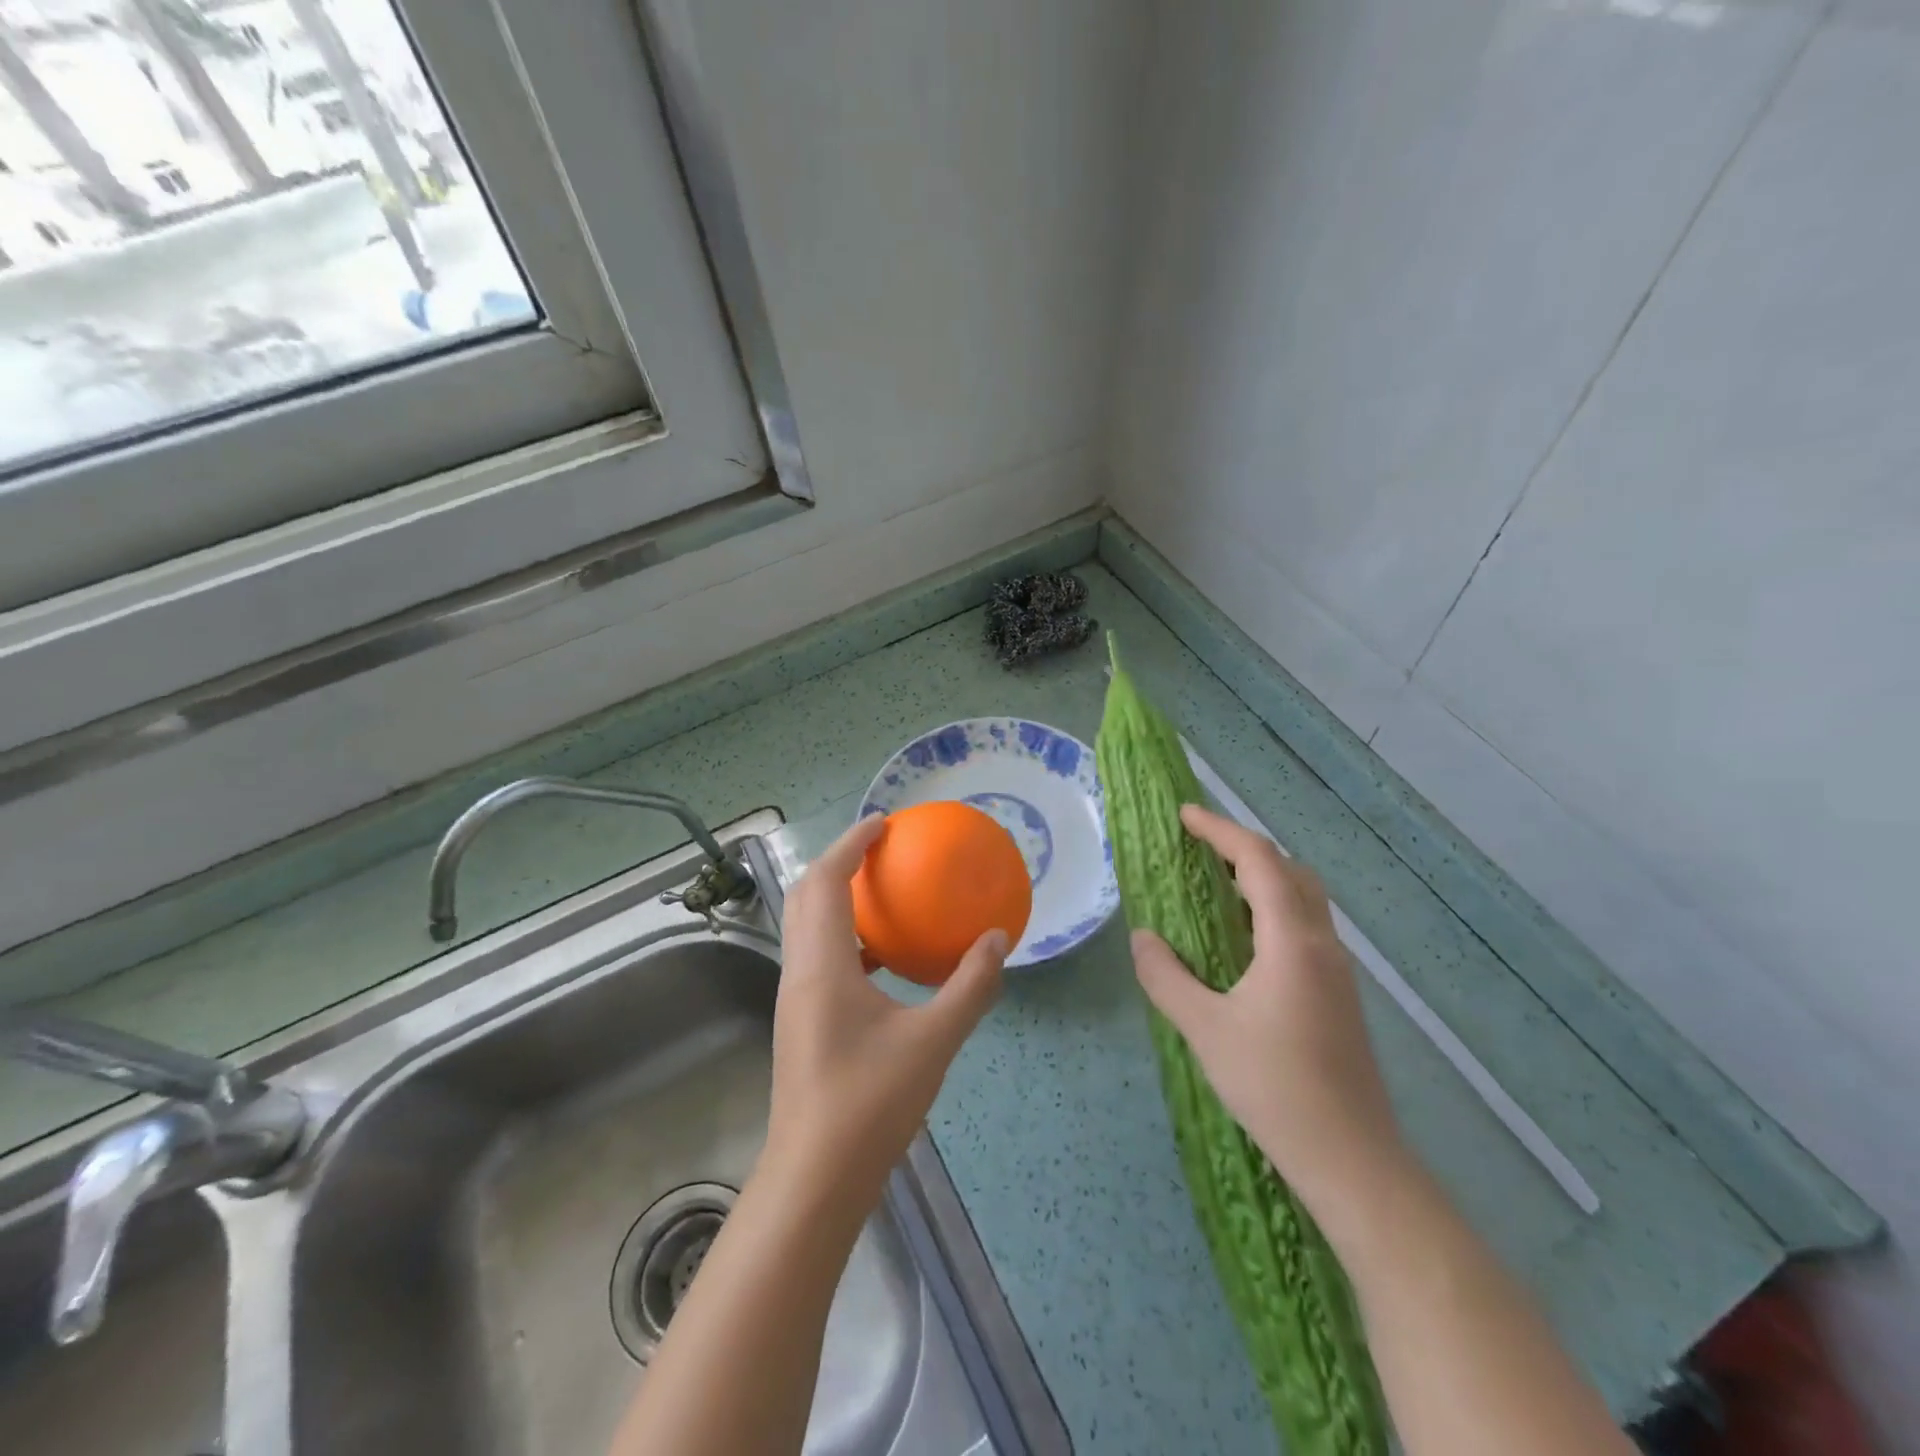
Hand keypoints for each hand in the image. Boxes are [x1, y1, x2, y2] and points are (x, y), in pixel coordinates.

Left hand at [765, 815, 1006, 1199]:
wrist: (815, 1180)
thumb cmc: (871, 1104)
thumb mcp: (934, 1041)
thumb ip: (970, 986)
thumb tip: (998, 940)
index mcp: (823, 965)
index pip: (825, 881)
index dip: (850, 843)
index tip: (883, 823)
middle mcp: (800, 973)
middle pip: (806, 896)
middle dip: (839, 862)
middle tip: (882, 850)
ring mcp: (796, 999)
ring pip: (808, 927)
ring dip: (838, 899)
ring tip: (883, 894)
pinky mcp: (801, 1022)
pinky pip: (819, 957)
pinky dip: (846, 938)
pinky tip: (883, 960)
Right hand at [1129, 804, 1404, 1215]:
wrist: (1352, 1159)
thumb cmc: (1275, 1088)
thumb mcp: (1205, 1029)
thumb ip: (1166, 976)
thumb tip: (1143, 937)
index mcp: (1291, 941)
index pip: (1258, 861)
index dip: (1220, 831)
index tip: (1185, 815)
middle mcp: (1321, 944)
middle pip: (1290, 871)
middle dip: (1245, 849)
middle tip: (1200, 849)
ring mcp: (1336, 970)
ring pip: (1302, 899)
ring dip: (1261, 878)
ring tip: (1215, 886)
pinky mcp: (1338, 995)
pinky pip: (1304, 927)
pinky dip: (1271, 909)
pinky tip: (1241, 940)